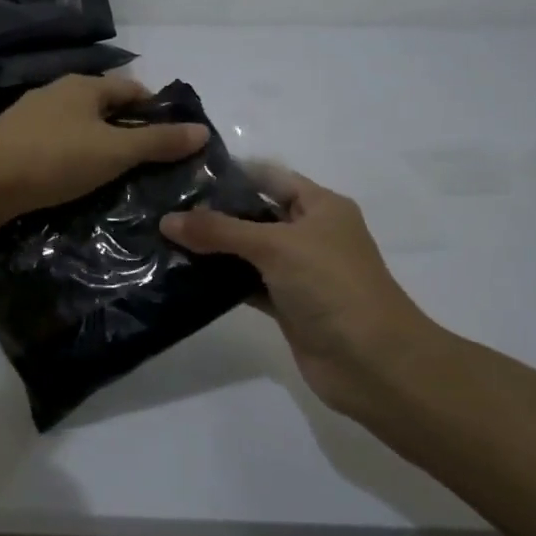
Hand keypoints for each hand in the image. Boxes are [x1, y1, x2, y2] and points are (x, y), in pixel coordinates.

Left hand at [0, 74, 208, 218]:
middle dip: (130, 133)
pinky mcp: (15, 146)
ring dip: (101, 150)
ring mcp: (32, 119)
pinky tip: (80, 185)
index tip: (176, 141)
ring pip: (80, 131)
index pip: (133, 90)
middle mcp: (58, 94)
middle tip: (153, 167)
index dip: (158, 111)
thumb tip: (202, 131)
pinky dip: (75, 162)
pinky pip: (57, 149)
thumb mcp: (114, 151)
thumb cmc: (53, 159)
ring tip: (122, 180)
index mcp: (84, 86)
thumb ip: (158, 142)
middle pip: (106, 109)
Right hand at [160, 168, 442, 421]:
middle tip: (163, 207)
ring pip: (248, 252)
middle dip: (214, 212)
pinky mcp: (287, 305)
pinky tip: (184, 277)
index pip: (269, 177)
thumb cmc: (332, 286)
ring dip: (213, 249)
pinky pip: (246, 284)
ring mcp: (298, 272)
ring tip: (162, 238)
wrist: (373, 362)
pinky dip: (221, 282)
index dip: (231, 173)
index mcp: (320, 206)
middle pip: (255, 214)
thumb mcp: (276, 246)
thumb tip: (166, 220)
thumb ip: (220, 231)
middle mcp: (310, 234)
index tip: (183, 173)